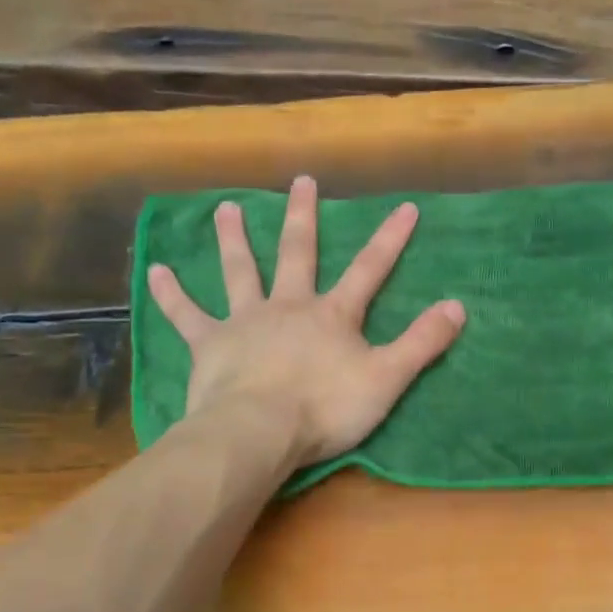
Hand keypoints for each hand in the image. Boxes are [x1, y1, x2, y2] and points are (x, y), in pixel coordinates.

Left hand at [146, 175, 465, 469]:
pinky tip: (154, 271)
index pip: (369, 270)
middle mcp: (289, 306)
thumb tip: (458, 306)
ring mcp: (246, 321)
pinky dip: (171, 293)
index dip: (389, 240)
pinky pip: (187, 314)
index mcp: (332, 316)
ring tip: (227, 209)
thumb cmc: (326, 409)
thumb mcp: (387, 379)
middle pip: (298, 253)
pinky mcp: (210, 344)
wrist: (260, 430)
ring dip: (234, 239)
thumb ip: (422, 343)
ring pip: (240, 271)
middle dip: (303, 217)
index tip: (405, 207)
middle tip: (301, 180)